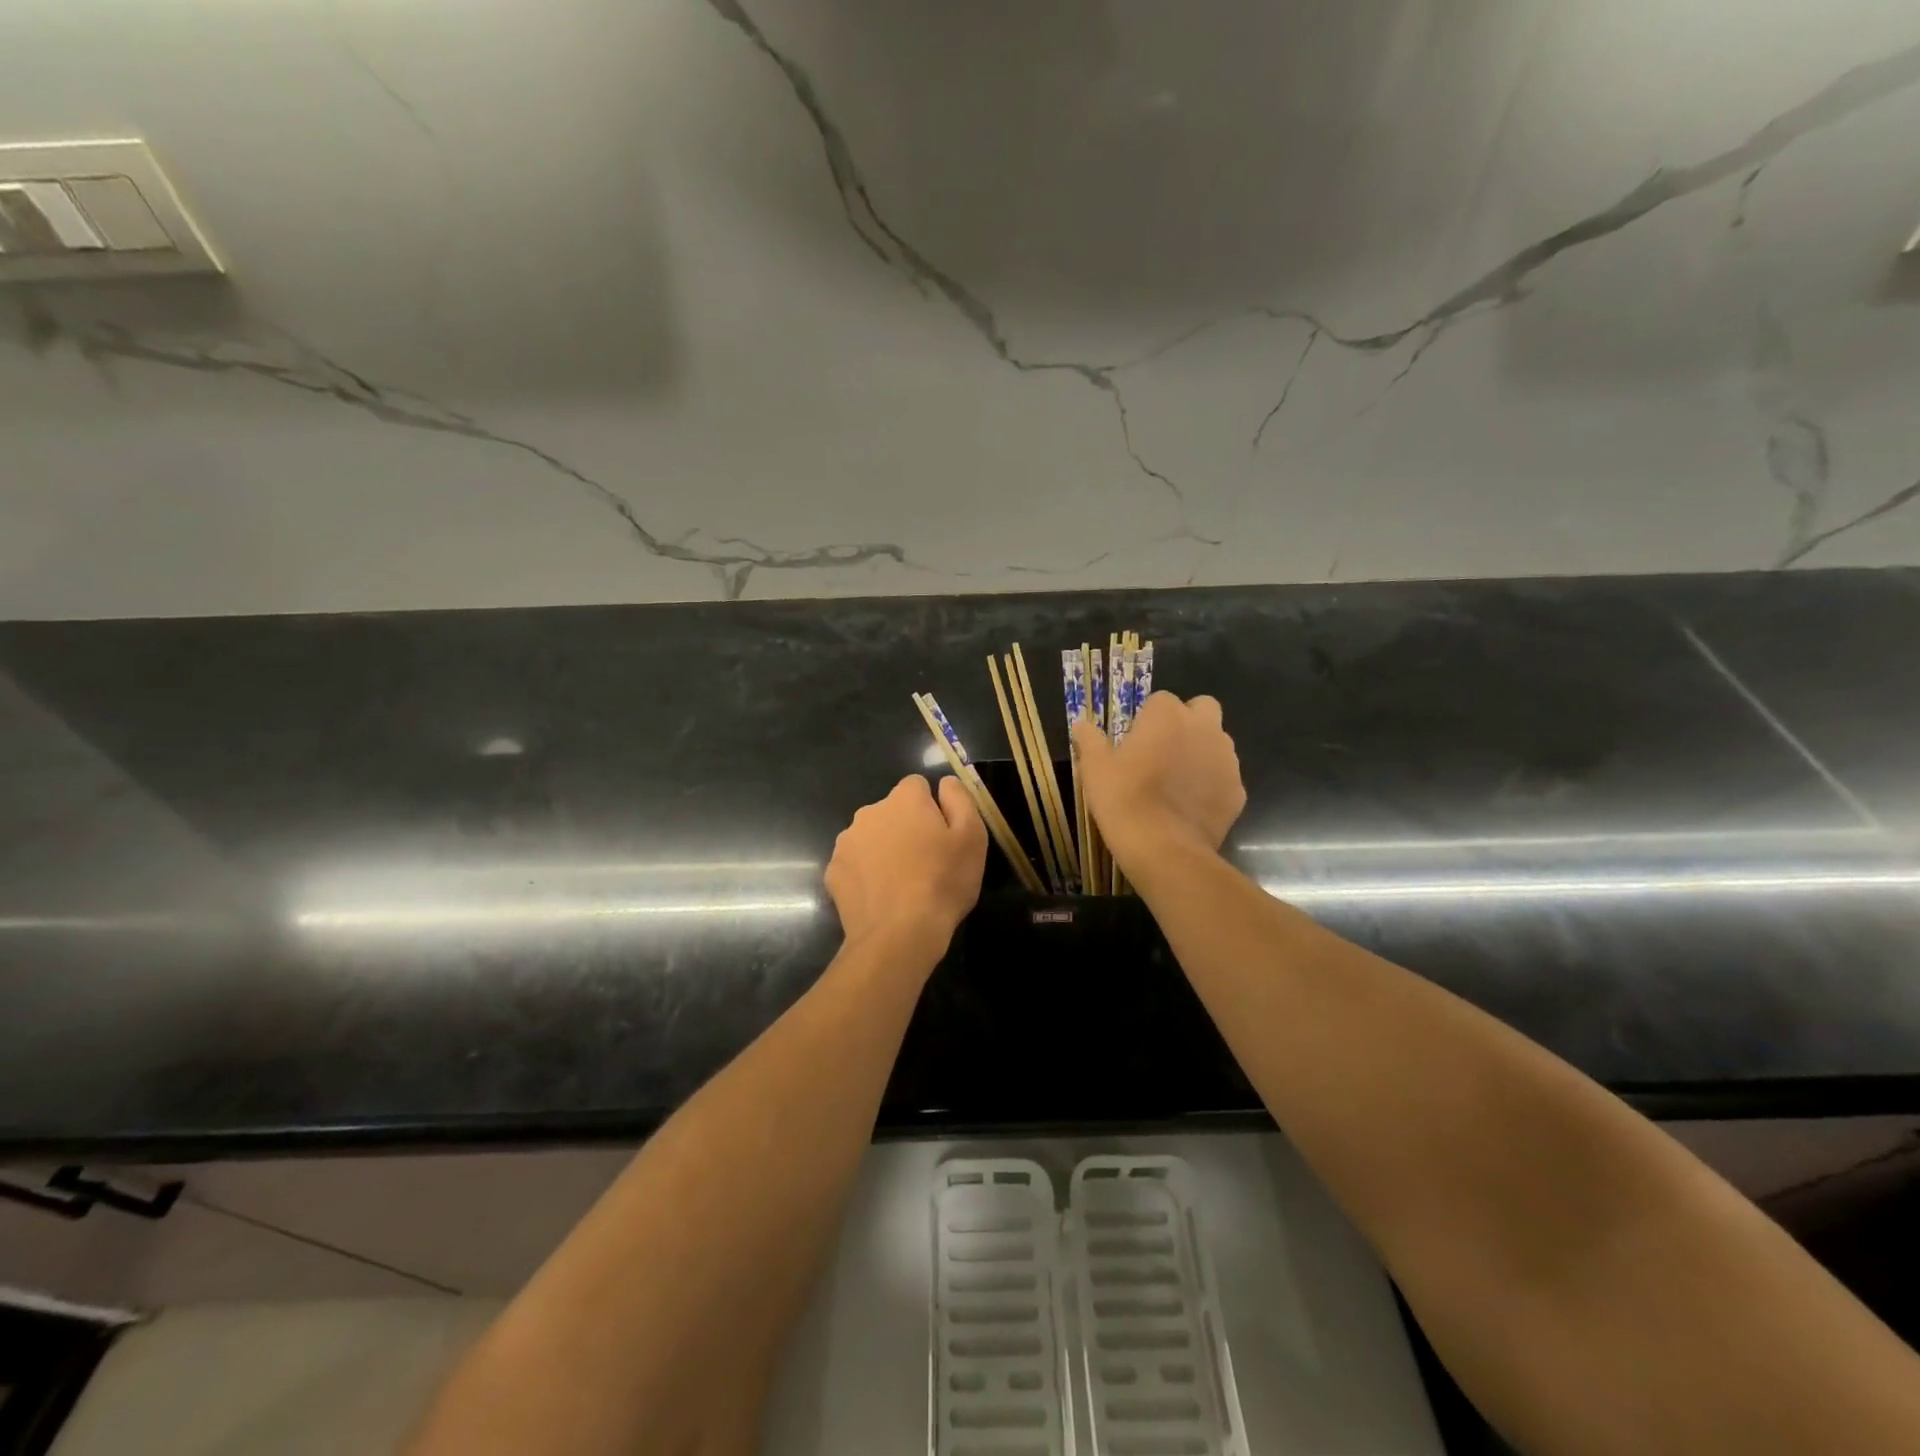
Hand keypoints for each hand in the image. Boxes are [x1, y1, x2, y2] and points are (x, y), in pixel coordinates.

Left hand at [826, 774, 986, 952]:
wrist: (898, 935)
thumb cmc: (942, 882)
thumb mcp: (972, 837)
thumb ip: (959, 799)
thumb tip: (945, 783)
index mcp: (904, 800)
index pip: (917, 785)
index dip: (931, 807)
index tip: (942, 835)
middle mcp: (869, 812)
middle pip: (892, 811)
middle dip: (906, 828)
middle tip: (925, 862)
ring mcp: (846, 842)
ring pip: (871, 837)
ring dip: (883, 849)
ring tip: (902, 883)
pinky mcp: (833, 872)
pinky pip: (854, 864)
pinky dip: (865, 874)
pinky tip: (880, 897)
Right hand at [1071, 693, 1245, 860]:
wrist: (1164, 849)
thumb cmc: (1124, 799)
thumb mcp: (1095, 768)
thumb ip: (1090, 740)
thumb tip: (1081, 724)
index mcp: (1168, 715)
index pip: (1161, 700)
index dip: (1148, 718)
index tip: (1135, 740)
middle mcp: (1204, 728)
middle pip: (1202, 709)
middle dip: (1187, 722)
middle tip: (1163, 749)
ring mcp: (1227, 760)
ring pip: (1217, 743)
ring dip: (1201, 752)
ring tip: (1176, 781)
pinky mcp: (1238, 792)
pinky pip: (1224, 778)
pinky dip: (1211, 785)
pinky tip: (1190, 806)